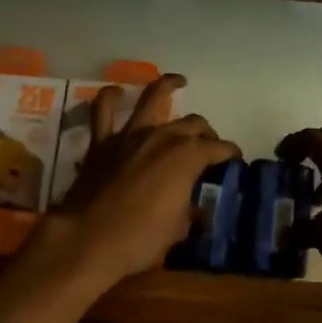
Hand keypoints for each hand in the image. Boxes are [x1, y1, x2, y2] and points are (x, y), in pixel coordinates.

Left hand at [48, 75, 238, 284]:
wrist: (87, 241)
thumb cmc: (140, 239)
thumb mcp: (178, 231)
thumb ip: (190, 212)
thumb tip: (197, 210)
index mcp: (188, 157)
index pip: (219, 148)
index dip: (230, 153)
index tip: (234, 161)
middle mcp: (163, 136)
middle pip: (193, 124)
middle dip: (205, 132)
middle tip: (207, 146)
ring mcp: (131, 135)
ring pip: (153, 98)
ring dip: (167, 86)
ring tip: (178, 81)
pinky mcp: (102, 142)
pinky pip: (103, 111)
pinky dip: (111, 98)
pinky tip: (117, 93)